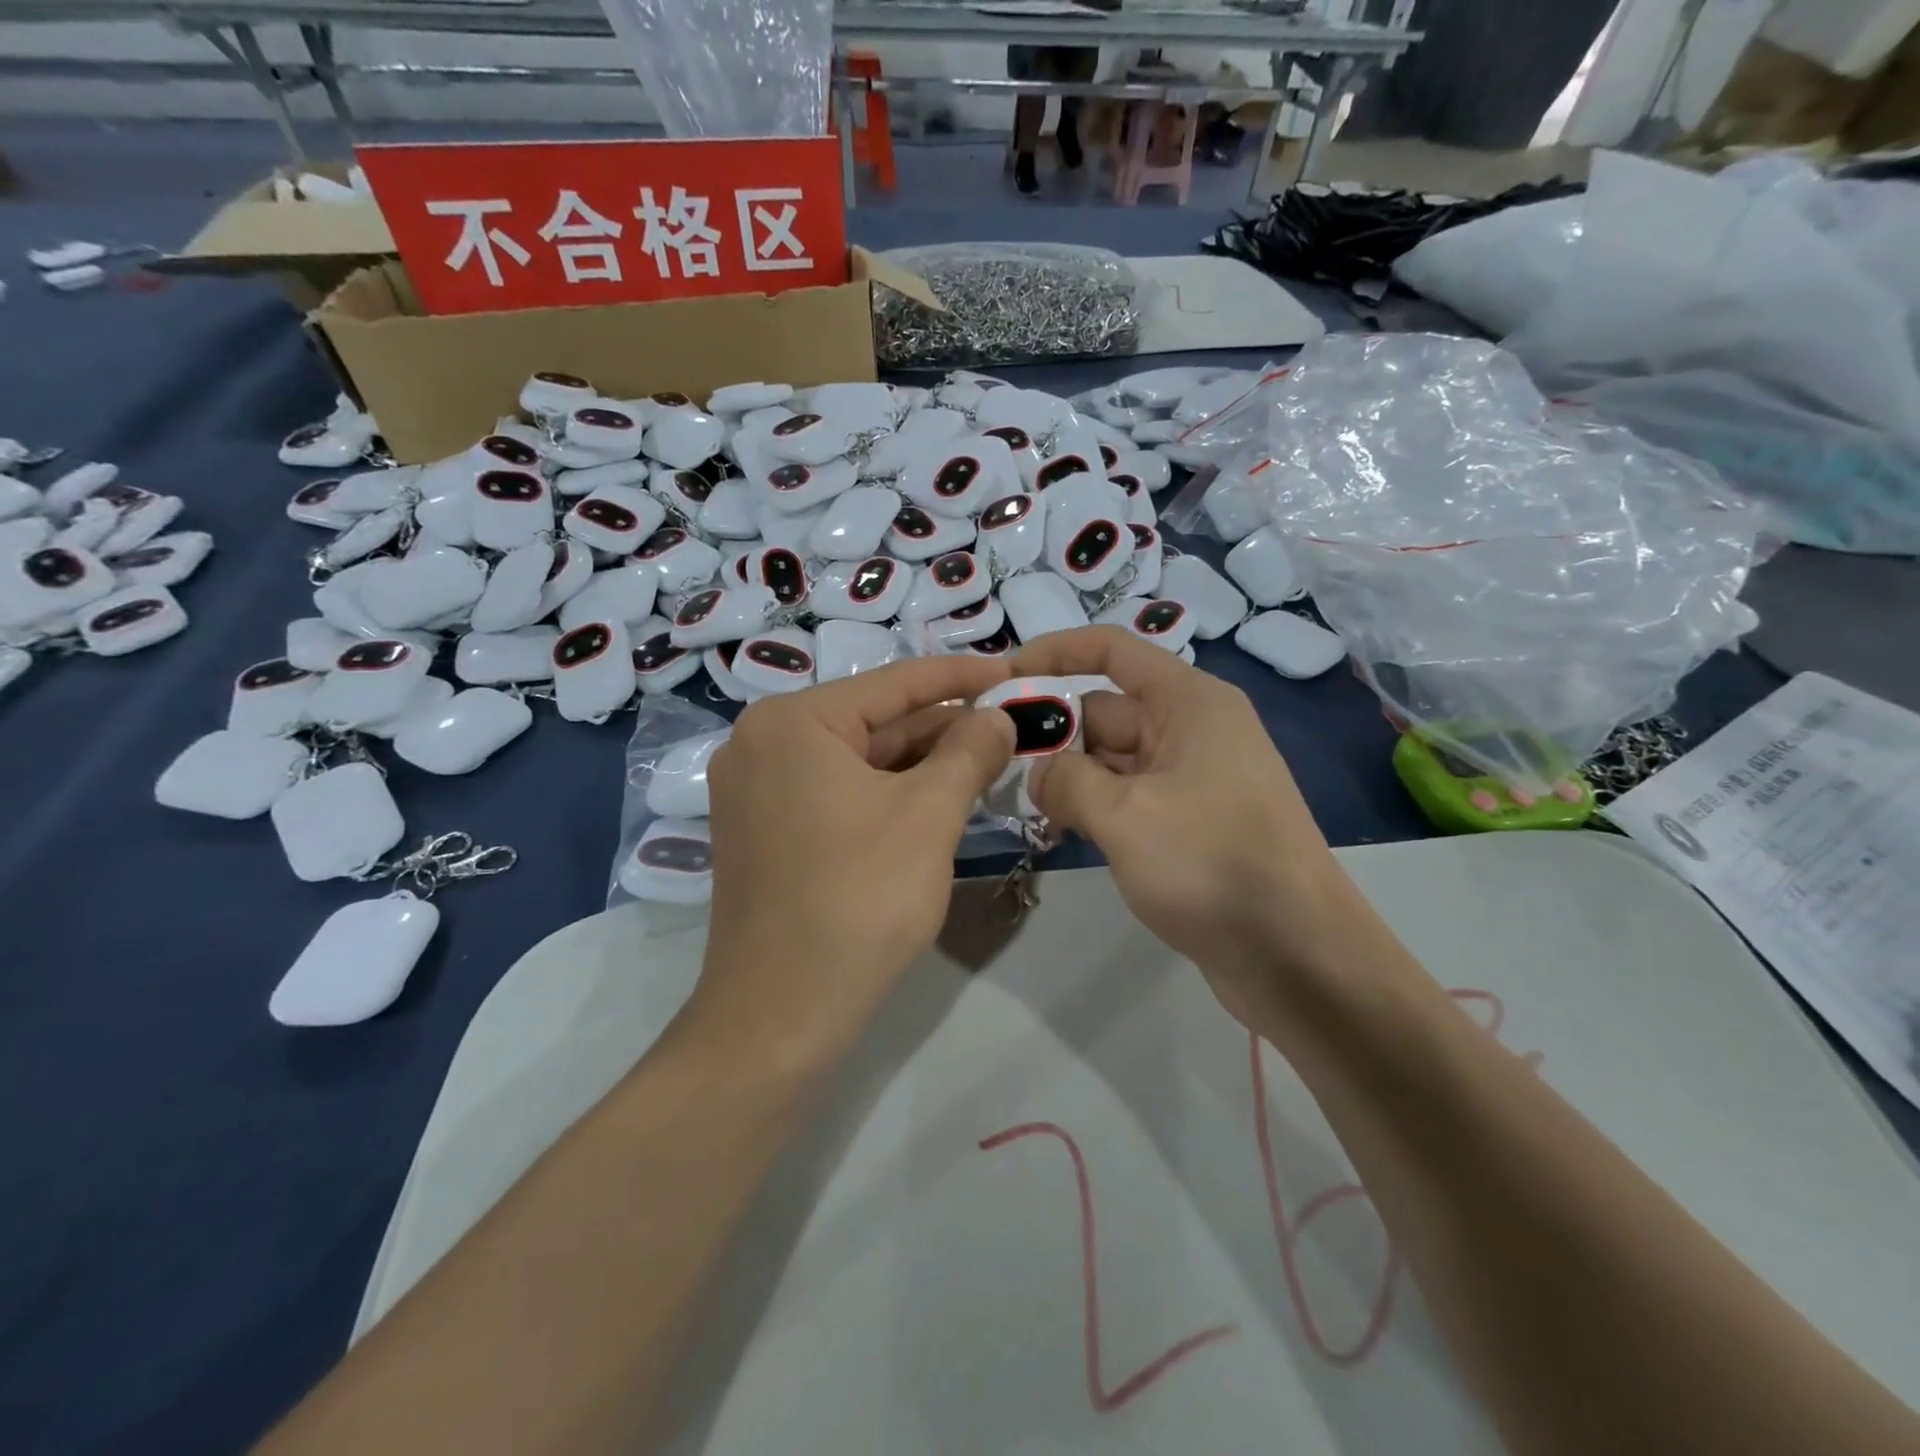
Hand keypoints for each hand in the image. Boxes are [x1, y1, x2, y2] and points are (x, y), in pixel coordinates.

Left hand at [689, 656, 1015, 1062]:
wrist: (780, 1015)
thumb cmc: (859, 901)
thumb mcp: (929, 816)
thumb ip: (969, 752)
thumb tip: (998, 717)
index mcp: (793, 722)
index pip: (894, 683)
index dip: (962, 677)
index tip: (1014, 674)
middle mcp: (762, 743)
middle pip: (874, 721)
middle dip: (945, 727)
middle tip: (1010, 727)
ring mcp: (757, 790)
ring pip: (858, 760)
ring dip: (922, 763)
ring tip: (987, 760)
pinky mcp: (765, 830)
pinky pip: (838, 792)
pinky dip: (889, 793)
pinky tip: (938, 798)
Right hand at [1013, 627, 1361, 1029]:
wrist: (1298, 957)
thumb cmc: (1213, 866)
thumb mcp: (1126, 816)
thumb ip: (1067, 781)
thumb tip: (1039, 772)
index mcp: (1189, 703)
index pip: (1112, 650)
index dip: (1054, 652)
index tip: (1001, 677)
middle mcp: (1191, 730)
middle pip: (1104, 709)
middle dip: (1052, 732)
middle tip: (994, 763)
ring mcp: (1191, 779)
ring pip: (1111, 759)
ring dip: (1067, 777)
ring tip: (1019, 805)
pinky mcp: (1188, 822)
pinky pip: (1127, 797)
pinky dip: (1092, 807)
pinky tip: (1058, 832)